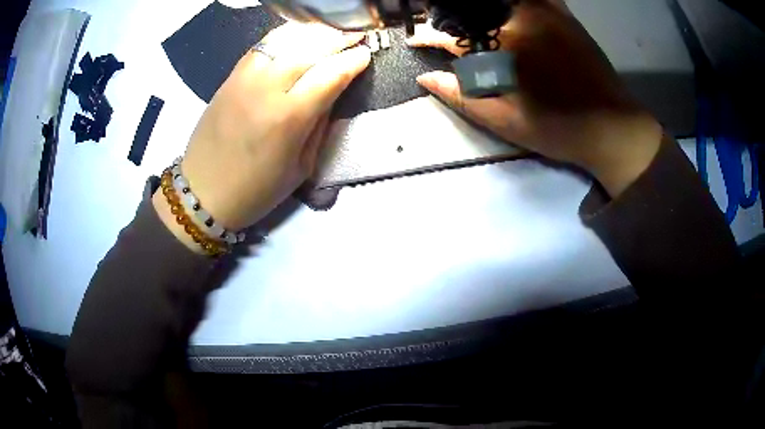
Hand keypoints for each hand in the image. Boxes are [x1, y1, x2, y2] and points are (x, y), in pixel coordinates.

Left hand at [154, 23, 370, 248]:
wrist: (203, 191)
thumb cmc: (256, 189)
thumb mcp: (301, 167)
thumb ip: (319, 125)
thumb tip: (333, 92)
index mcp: (289, 118)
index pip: (330, 75)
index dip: (353, 61)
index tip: (366, 55)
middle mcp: (267, 88)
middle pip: (311, 48)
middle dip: (339, 38)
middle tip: (356, 36)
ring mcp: (245, 78)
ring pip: (286, 39)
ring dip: (313, 32)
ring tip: (330, 33)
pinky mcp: (230, 76)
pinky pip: (263, 45)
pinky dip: (285, 36)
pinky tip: (298, 37)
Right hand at [407, 0, 662, 196]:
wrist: (612, 128)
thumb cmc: (559, 130)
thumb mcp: (506, 123)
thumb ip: (463, 97)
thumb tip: (426, 78)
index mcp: (501, 51)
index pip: (452, 38)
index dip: (429, 38)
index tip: (416, 41)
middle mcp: (518, 23)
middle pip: (472, 12)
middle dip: (452, 20)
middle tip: (444, 28)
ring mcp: (544, 14)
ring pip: (498, 1)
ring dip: (479, 8)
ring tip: (473, 19)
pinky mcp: (564, 15)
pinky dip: (517, 1)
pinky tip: (508, 10)